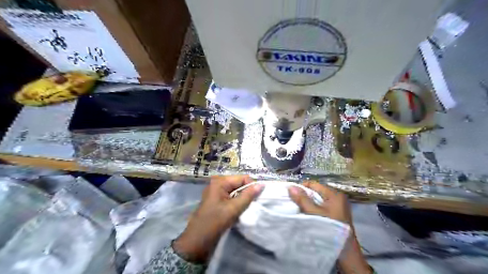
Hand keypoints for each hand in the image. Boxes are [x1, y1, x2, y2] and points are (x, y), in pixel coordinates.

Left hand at [172, 175, 260, 262]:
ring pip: (236, 192)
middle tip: (250, 205)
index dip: (251, 186)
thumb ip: (248, 196)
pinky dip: (236, 203)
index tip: (256, 199)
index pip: (242, 178)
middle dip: (246, 193)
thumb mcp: (233, 208)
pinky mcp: (216, 201)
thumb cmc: (215, 222)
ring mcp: (216, 193)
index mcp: (220, 182)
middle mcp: (217, 184)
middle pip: (239, 184)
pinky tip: (237, 211)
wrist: (197, 242)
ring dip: (242, 199)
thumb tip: (262, 184)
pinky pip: (231, 197)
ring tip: (244, 209)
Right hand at [287, 180, 352, 224]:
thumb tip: (290, 186)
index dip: (301, 188)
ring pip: (318, 200)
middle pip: (316, 192)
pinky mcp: (337, 214)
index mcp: (334, 194)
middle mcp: (337, 197)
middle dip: (304, 197)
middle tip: (295, 204)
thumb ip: (302, 199)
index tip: (292, 196)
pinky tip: (308, 216)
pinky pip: (322, 207)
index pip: (313, 184)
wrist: (345, 253)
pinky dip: (314, 209)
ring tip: (300, 210)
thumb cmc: (330, 229)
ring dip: (308, 204)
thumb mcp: (314, 213)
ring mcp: (338, 206)